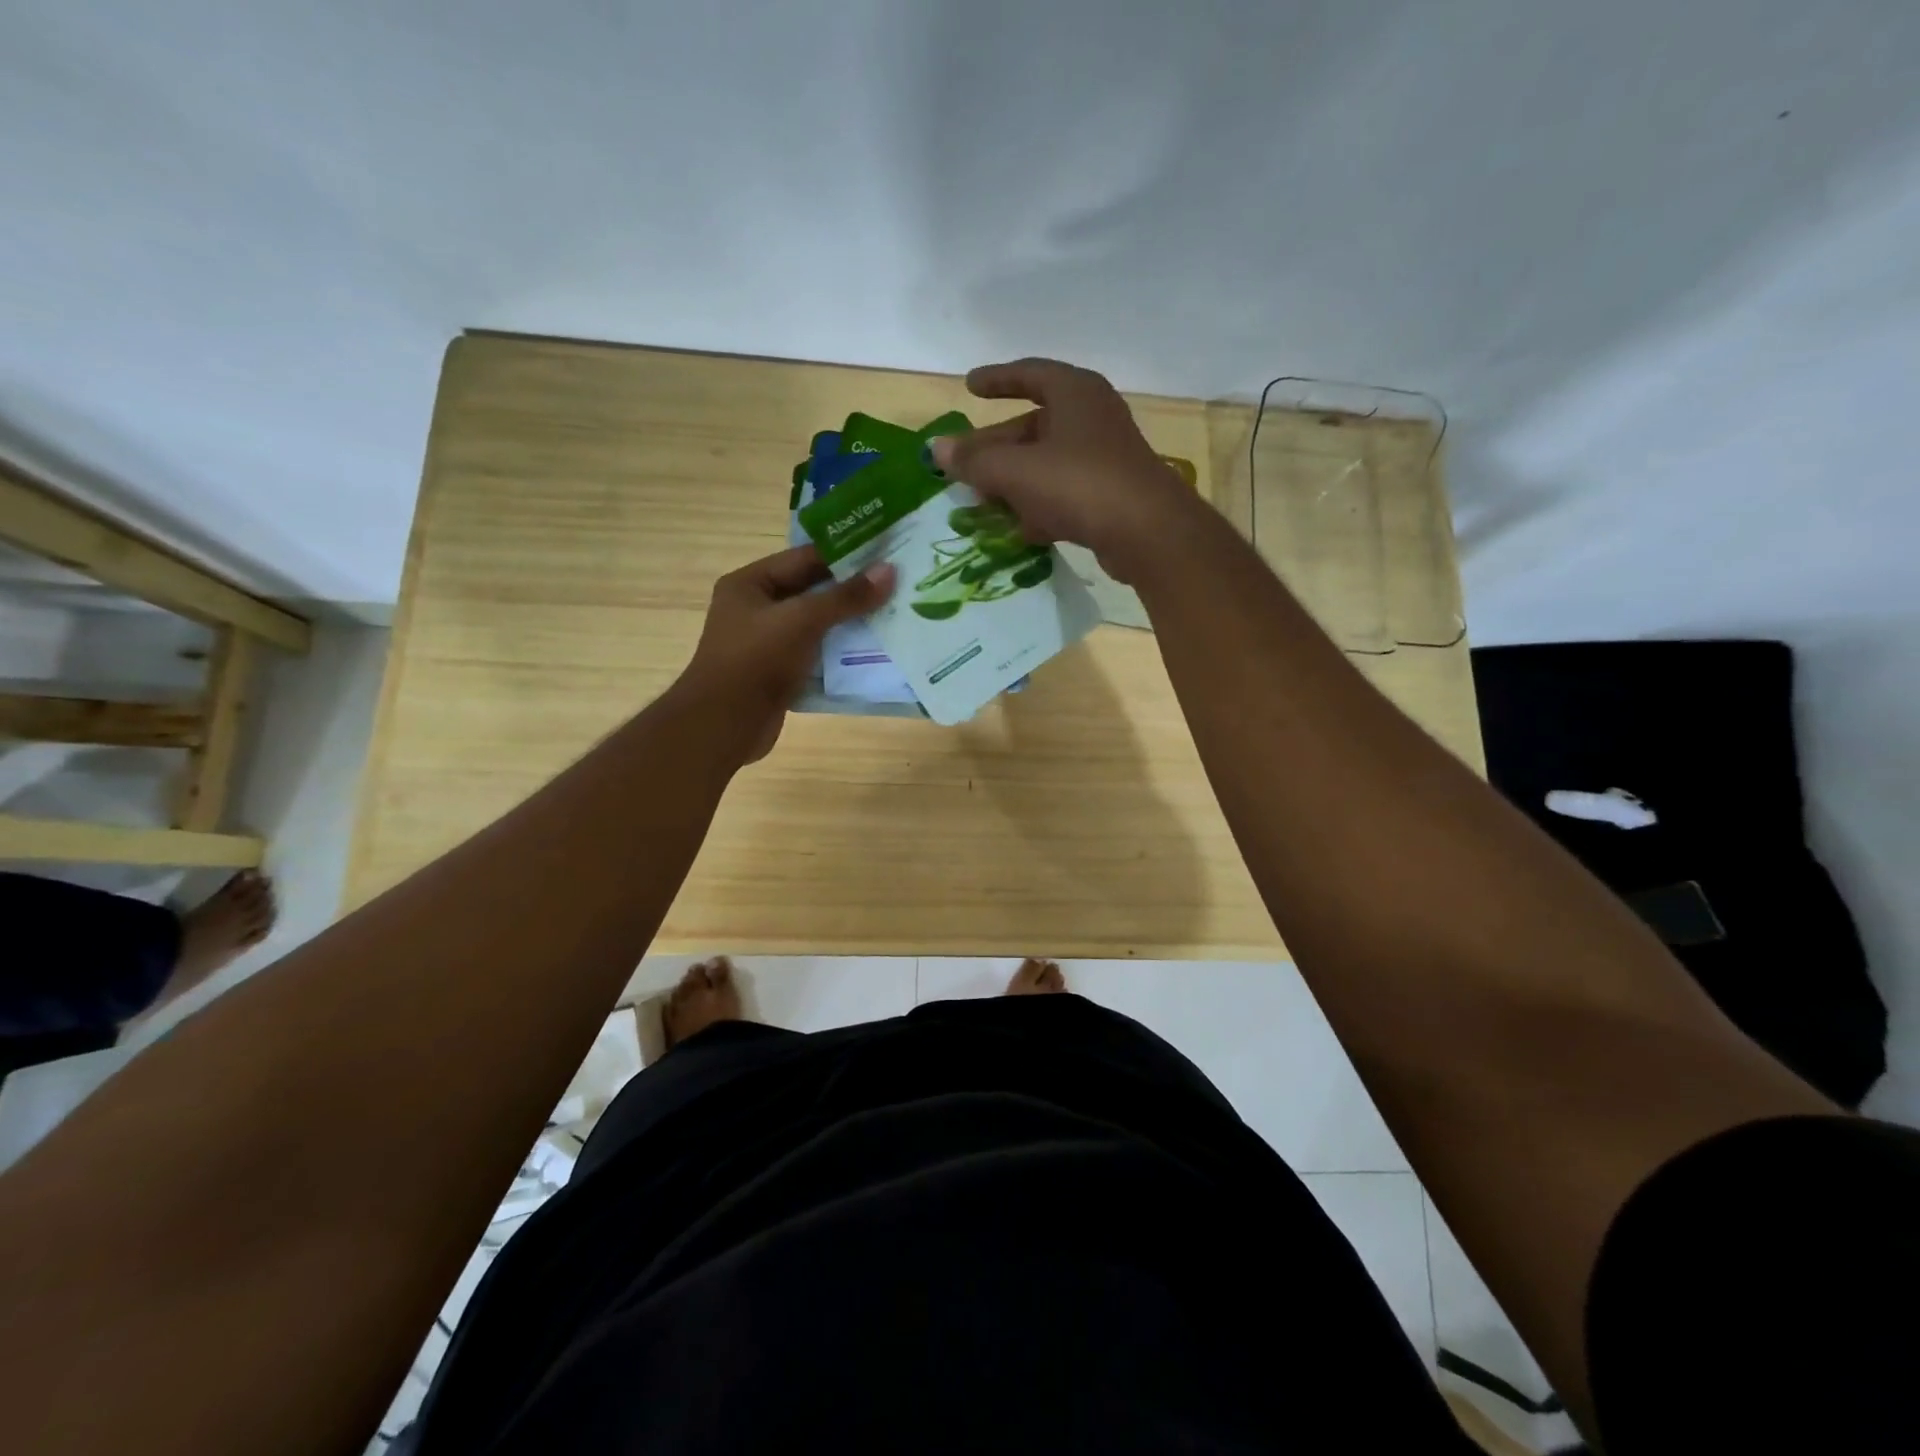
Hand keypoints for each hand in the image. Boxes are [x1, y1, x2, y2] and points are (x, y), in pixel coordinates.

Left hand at [675, 545, 894, 762]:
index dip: (845, 555)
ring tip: (894, 614)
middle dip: (852, 590)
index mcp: (750, 584)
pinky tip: (875, 651)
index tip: (886, 552)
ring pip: (817, 625)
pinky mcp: (779, 673)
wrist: (723, 725)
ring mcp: (767, 643)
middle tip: (898, 584)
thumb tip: (889, 571)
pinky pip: (816, 655)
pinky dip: (841, 653)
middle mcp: (756, 609)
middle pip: (812, 592)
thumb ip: (845, 597)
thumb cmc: (756, 661)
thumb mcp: (802, 621)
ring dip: (850, 623)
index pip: (804, 558)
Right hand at [928, 358, 1200, 581]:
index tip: (969, 386)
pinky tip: (1017, 529)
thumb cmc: (1078, 484)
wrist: (1146, 533)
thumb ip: (974, 461)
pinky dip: (1039, 505)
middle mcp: (1092, 418)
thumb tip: (936, 448)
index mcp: (1075, 393)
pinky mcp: (1111, 495)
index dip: (997, 380)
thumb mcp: (1016, 471)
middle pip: (1033, 426)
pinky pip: (1064, 493)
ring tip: (982, 502)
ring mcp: (1105, 458)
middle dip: (996, 447)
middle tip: (965, 465)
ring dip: (1014, 481)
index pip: (1029, 374)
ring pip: (1047, 463)